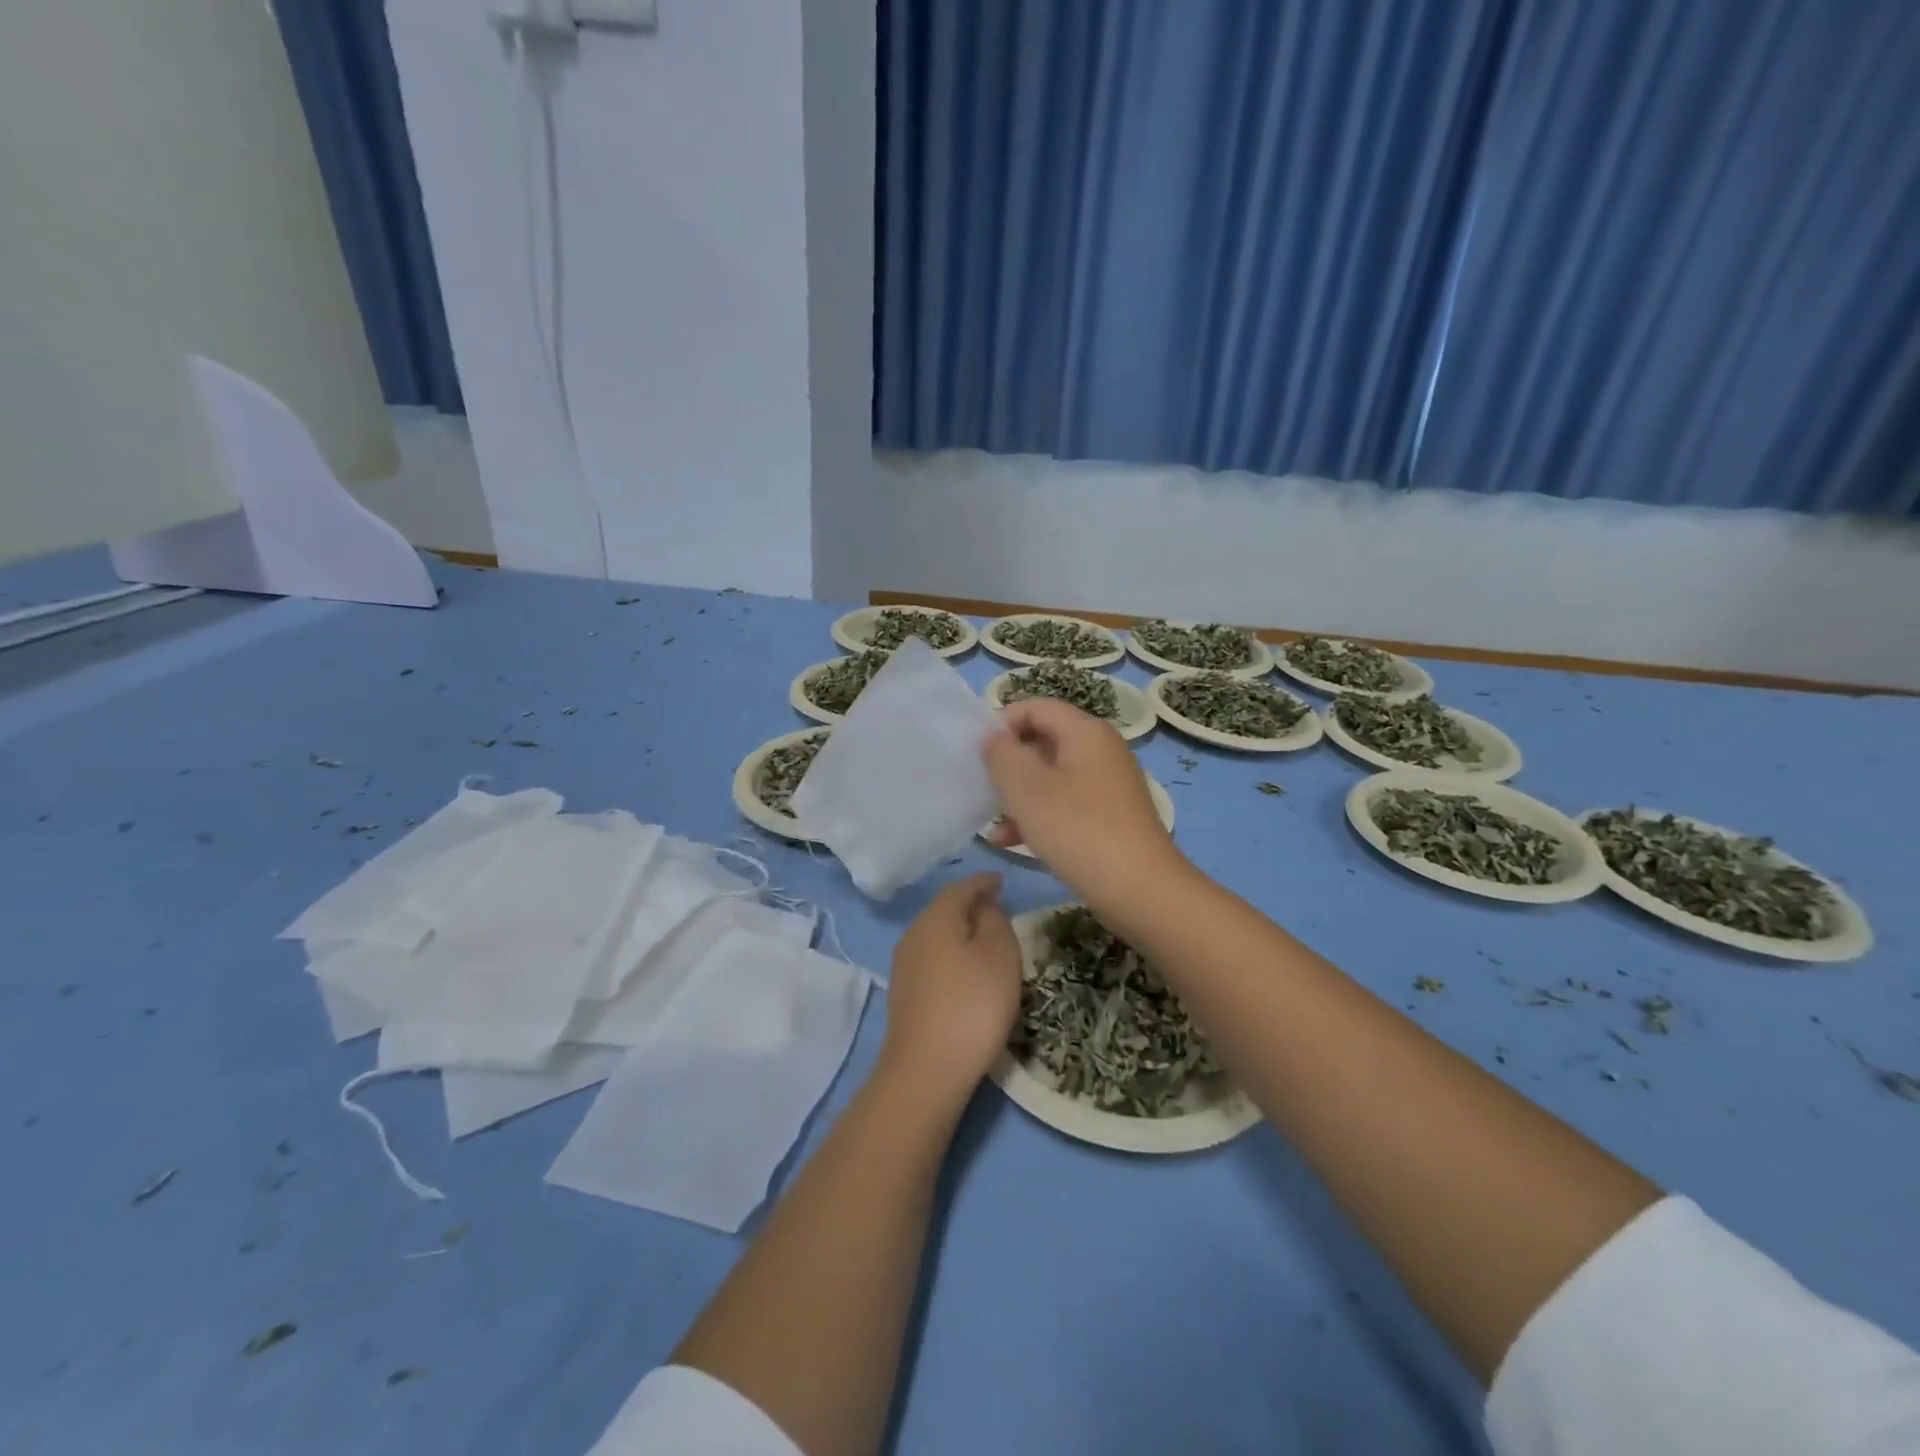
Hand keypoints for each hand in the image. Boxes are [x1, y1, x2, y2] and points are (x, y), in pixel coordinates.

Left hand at [882, 874, 1021, 1100]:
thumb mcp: (999, 955)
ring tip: (986, 939)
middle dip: (971, 905)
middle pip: (945, 909)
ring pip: (937, 934)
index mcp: (936, 918)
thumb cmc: (972, 1004)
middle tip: (998, 908)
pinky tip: (965, 971)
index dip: (984, 882)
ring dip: (960, 931)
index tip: (1002, 882)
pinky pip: (932, 959)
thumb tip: (984, 907)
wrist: (926, 1070)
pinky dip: (951, 955)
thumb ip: (995, 920)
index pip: (961, 887)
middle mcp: (914, 934)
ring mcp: (904, 965)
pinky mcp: (904, 994)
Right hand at [982, 698, 1185, 907]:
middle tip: (981, 785)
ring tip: (991, 821)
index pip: (1036, 707)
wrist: (1140, 890)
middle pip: (1044, 741)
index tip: (976, 751)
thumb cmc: (1078, 830)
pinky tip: (1010, 841)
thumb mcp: (1027, 789)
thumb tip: (994, 739)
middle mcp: (1101, 751)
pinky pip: (1065, 804)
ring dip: (1018, 795)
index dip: (1002, 722)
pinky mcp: (1109, 817)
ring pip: (1051, 777)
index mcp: (1086, 732)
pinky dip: (1038, 816)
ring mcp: (1108, 785)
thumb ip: (1002, 755)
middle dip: (1009, 763)